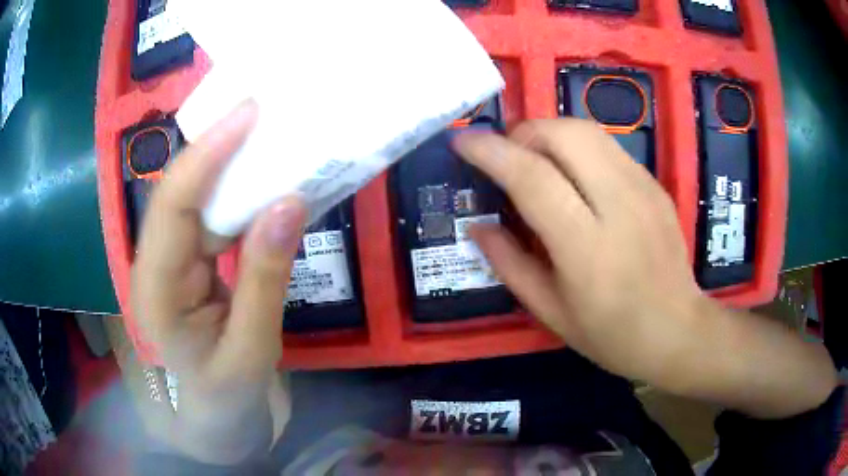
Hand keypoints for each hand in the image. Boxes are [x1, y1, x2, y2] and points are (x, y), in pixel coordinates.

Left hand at [131, 100, 305, 463]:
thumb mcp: (252, 350)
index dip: (206, 156)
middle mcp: (154, 266)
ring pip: (195, 201)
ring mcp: (171, 263)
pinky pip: (212, 219)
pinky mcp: (190, 264)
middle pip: (179, 194)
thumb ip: (264, 279)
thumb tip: (289, 202)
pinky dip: (238, 195)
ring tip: (267, 133)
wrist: (215, 424)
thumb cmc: (227, 400)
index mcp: (155, 293)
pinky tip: (263, 178)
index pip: (172, 209)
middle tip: (263, 110)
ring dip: (229, 167)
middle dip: (216, 148)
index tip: (248, 114)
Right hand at [454, 119, 836, 417]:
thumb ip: (513, 268)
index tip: (463, 141)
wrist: (686, 333)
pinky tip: (566, 167)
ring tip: (528, 156)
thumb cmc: (617, 339)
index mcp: (588, 246)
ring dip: (547, 130)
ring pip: (585, 129)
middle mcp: (617, 202)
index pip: (530, 175)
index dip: (491, 151)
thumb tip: (479, 228)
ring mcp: (642, 186)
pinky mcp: (655, 181)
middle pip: (561, 134)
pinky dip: (573, 141)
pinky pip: (605, 142)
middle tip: (498, 152)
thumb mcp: (553, 318)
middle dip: (520, 131)